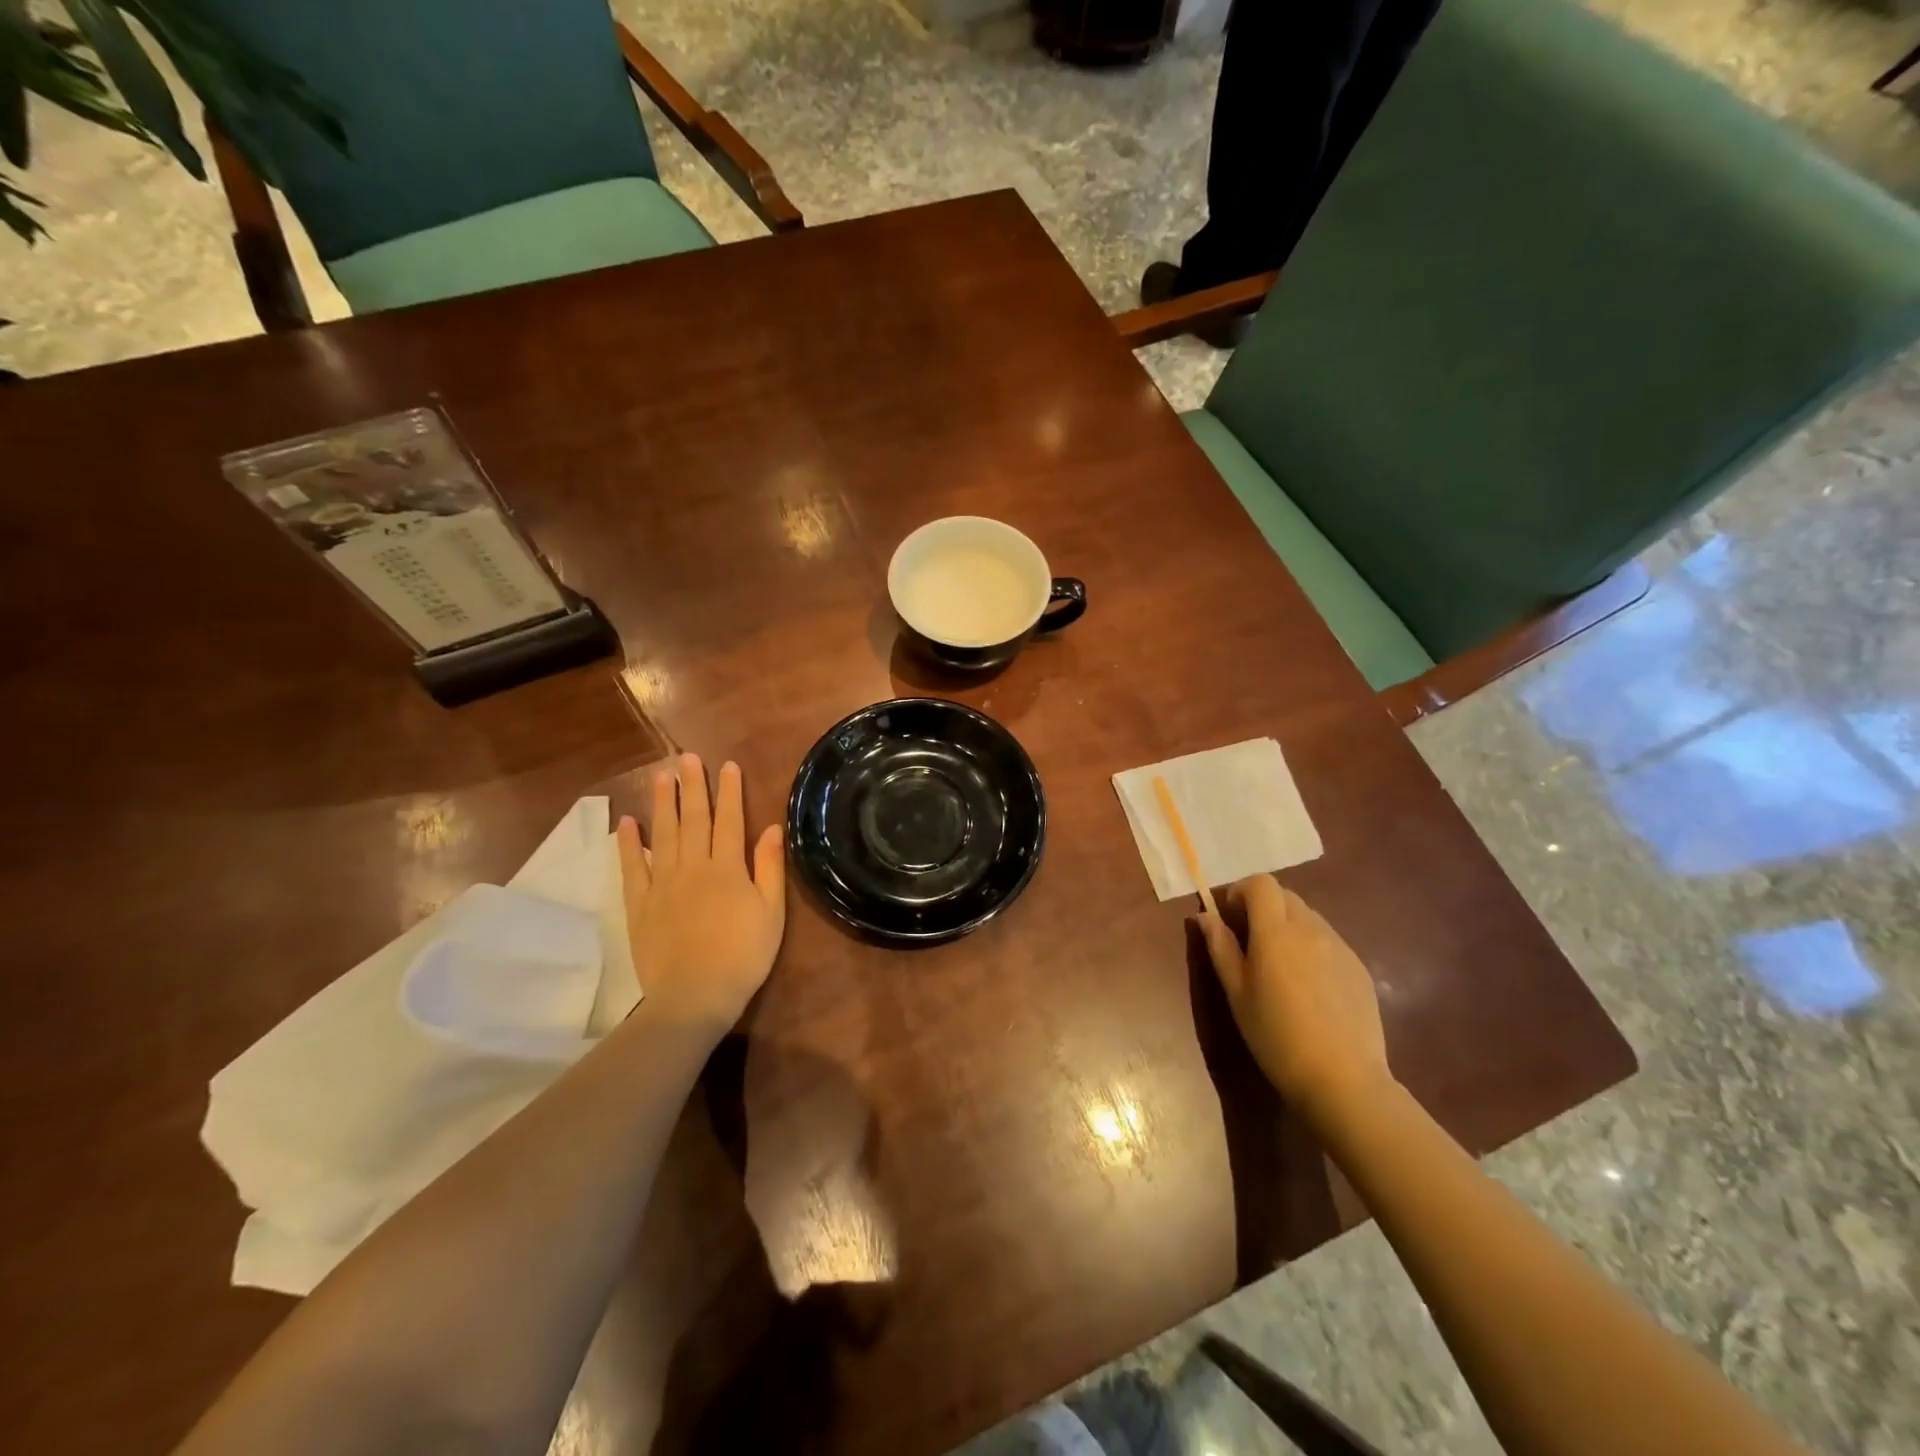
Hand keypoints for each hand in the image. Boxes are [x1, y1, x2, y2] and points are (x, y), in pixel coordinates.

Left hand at [618, 754, 785, 1036]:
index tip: (727, 765)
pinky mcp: (639, 904)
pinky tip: (627, 822)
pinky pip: (632, 867)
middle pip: (693, 819)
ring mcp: (662, 884)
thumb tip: (772, 827)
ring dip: (662, 803)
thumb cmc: (743, 956)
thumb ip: (769, 868)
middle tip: (687, 757)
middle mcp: (693, 867)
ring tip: (661, 776)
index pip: (729, 820)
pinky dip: (629, 843)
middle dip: (693, 786)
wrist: (695, 997)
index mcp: (727, 868)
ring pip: (663, 834)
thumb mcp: (771, 913)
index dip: (729, 792)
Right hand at [1196, 875, 1392, 1120]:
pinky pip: (1329, 941)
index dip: (1241, 891)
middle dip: (1263, 907)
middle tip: (1250, 942)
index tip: (1230, 917)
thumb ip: (1220, 947)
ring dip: (1288, 927)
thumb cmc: (1276, 1036)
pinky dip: (1311, 948)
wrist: (1343, 1080)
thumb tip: (1205, 916)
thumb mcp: (1237, 993)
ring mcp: (1340, 947)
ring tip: (1280, 967)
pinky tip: (1309, 988)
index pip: (1261, 883)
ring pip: (1309, 917)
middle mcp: (1311, 929)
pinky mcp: (1359, 967)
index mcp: (1276, 932)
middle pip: (1285, 896)